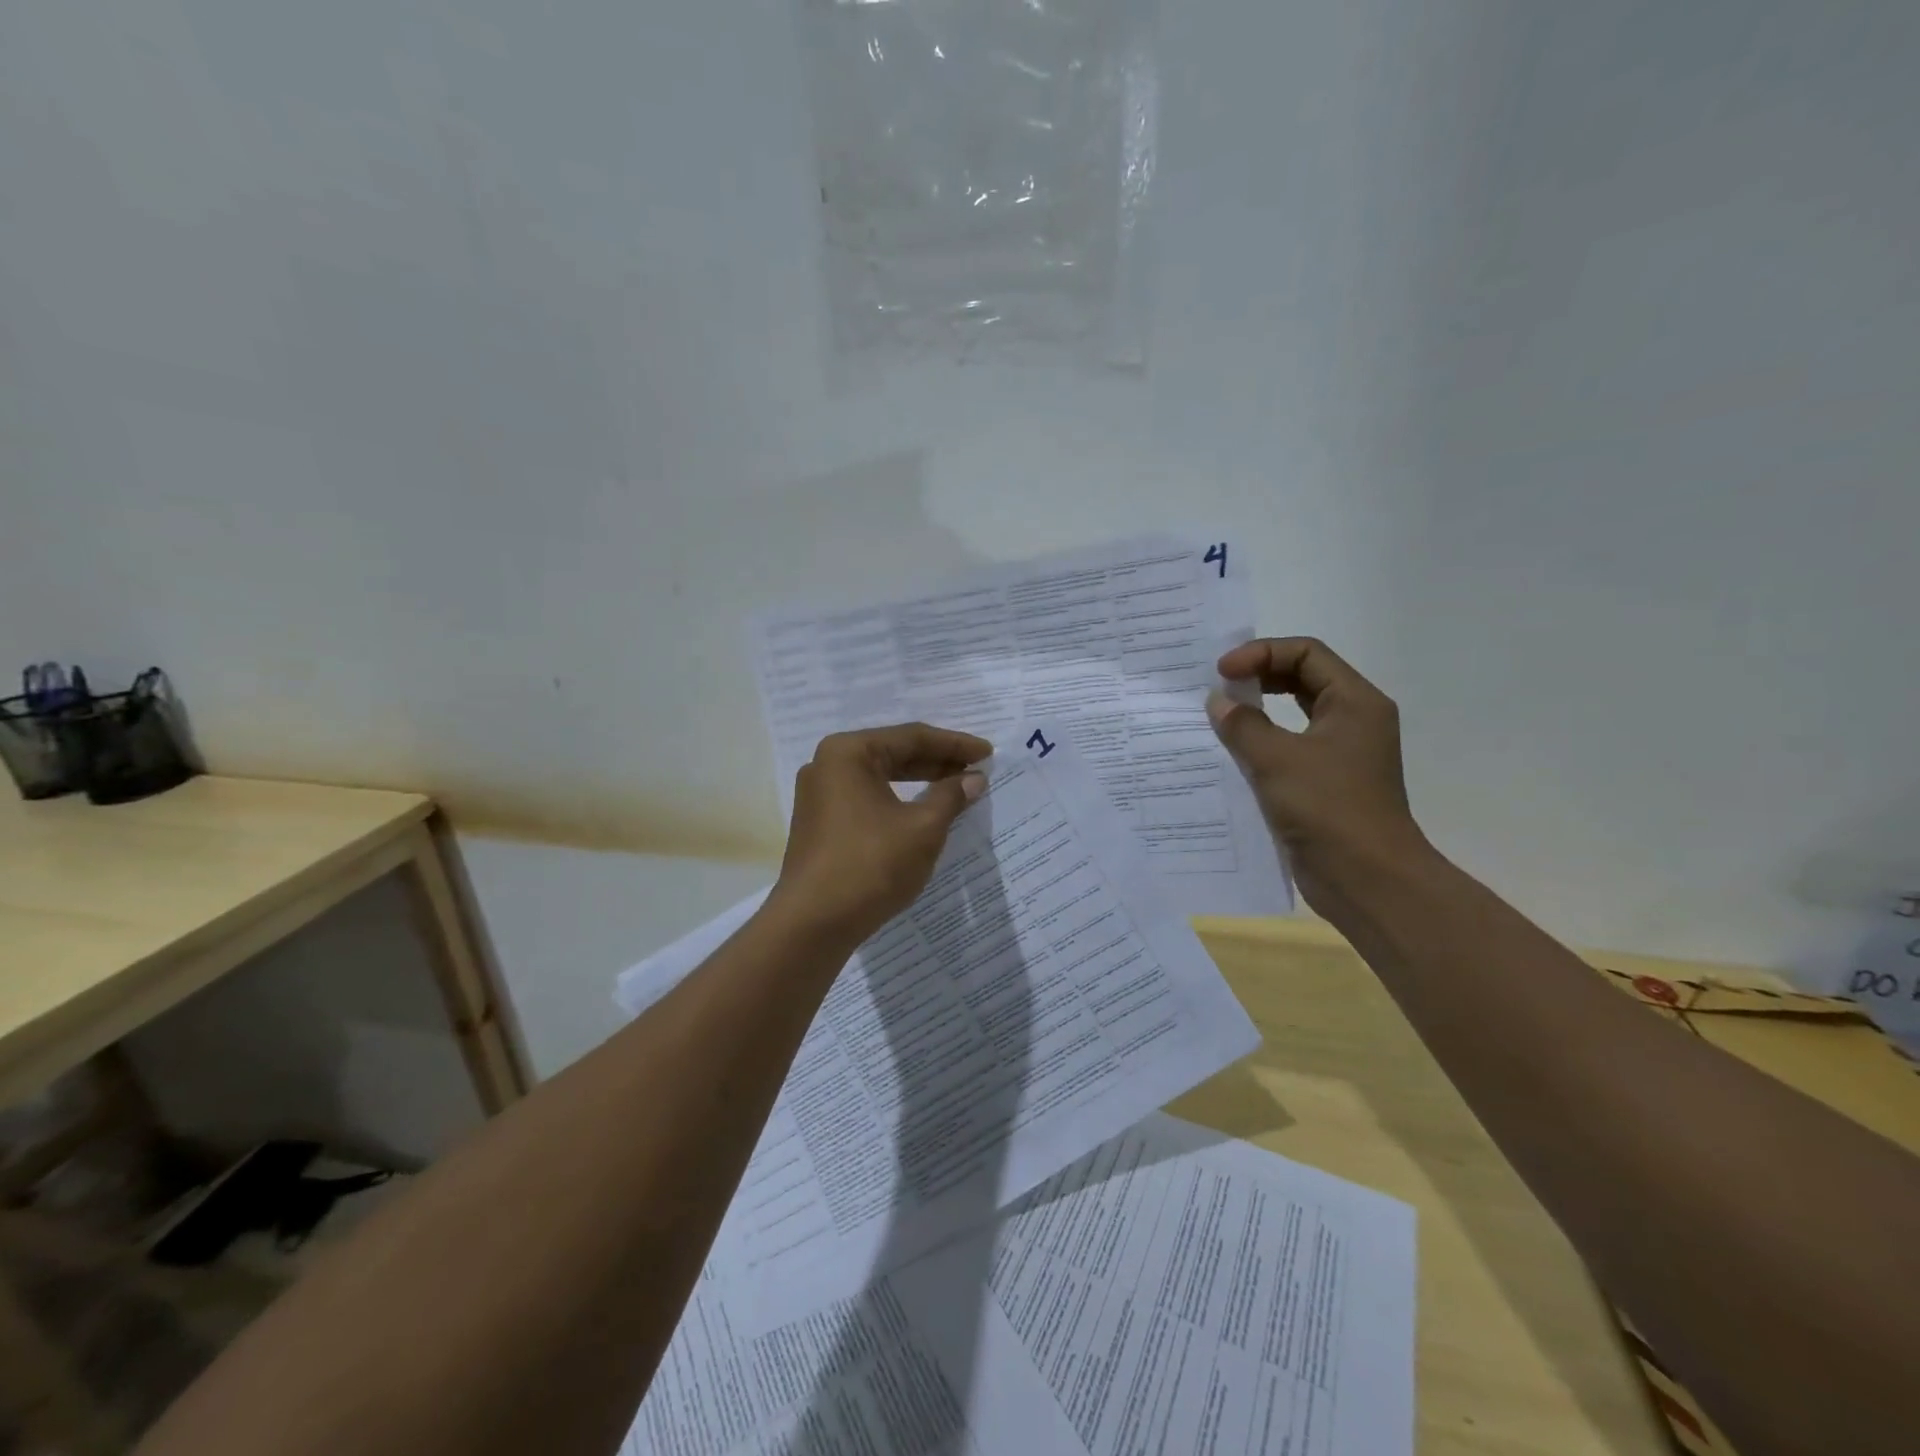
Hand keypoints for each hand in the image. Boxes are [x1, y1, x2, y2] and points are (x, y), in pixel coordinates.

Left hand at [768, 723, 991, 945]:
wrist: (814, 924)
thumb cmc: (871, 866)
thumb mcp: (923, 828)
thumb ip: (951, 796)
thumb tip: (974, 778)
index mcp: (848, 753)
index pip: (912, 737)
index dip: (955, 745)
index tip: (987, 753)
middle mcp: (828, 765)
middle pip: (894, 753)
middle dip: (938, 761)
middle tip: (976, 770)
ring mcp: (819, 795)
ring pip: (881, 777)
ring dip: (920, 781)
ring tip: (957, 787)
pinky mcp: (820, 823)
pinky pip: (868, 798)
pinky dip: (899, 800)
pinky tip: (924, 811)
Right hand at [1206, 638, 1428, 909]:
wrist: (1366, 879)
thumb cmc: (1328, 808)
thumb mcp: (1277, 759)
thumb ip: (1243, 724)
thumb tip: (1218, 702)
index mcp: (1354, 702)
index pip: (1306, 653)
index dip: (1261, 653)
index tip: (1221, 672)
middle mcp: (1352, 720)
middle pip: (1301, 678)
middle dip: (1258, 677)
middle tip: (1217, 688)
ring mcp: (1340, 754)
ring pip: (1293, 715)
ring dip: (1256, 712)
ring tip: (1217, 717)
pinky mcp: (1324, 784)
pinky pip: (1288, 749)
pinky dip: (1259, 744)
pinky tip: (1228, 754)